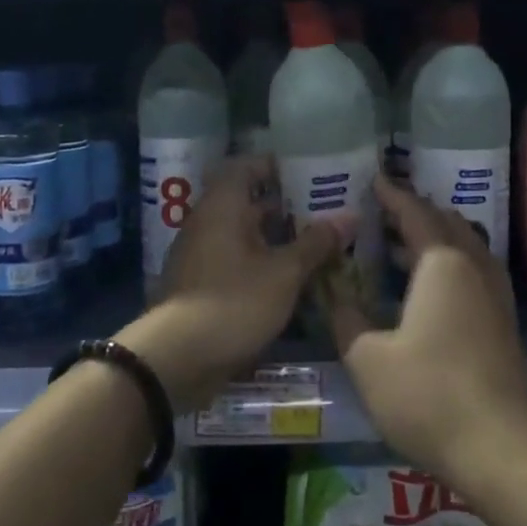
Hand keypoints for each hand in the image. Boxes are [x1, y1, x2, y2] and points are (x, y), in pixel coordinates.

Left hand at [123, 155, 348, 411]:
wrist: (176, 359)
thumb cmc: (234, 302)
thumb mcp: (284, 273)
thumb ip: (316, 243)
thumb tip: (350, 216)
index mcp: (223, 205)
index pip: (247, 166)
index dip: (277, 166)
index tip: (310, 173)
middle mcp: (207, 221)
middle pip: (248, 201)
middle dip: (286, 205)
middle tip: (324, 210)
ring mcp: (201, 254)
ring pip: (243, 233)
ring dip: (276, 237)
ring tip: (316, 243)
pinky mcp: (201, 283)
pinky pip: (236, 259)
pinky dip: (261, 261)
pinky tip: (290, 276)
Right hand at [330, 177, 526, 492]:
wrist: (505, 450)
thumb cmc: (429, 396)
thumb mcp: (369, 360)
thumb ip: (347, 319)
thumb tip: (333, 294)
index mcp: (442, 264)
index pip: (416, 213)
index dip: (393, 195)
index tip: (374, 180)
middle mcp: (475, 268)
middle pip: (446, 223)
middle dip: (416, 213)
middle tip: (383, 213)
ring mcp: (496, 296)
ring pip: (466, 247)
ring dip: (436, 237)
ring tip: (401, 244)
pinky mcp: (505, 323)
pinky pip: (475, 271)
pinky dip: (450, 263)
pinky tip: (431, 287)